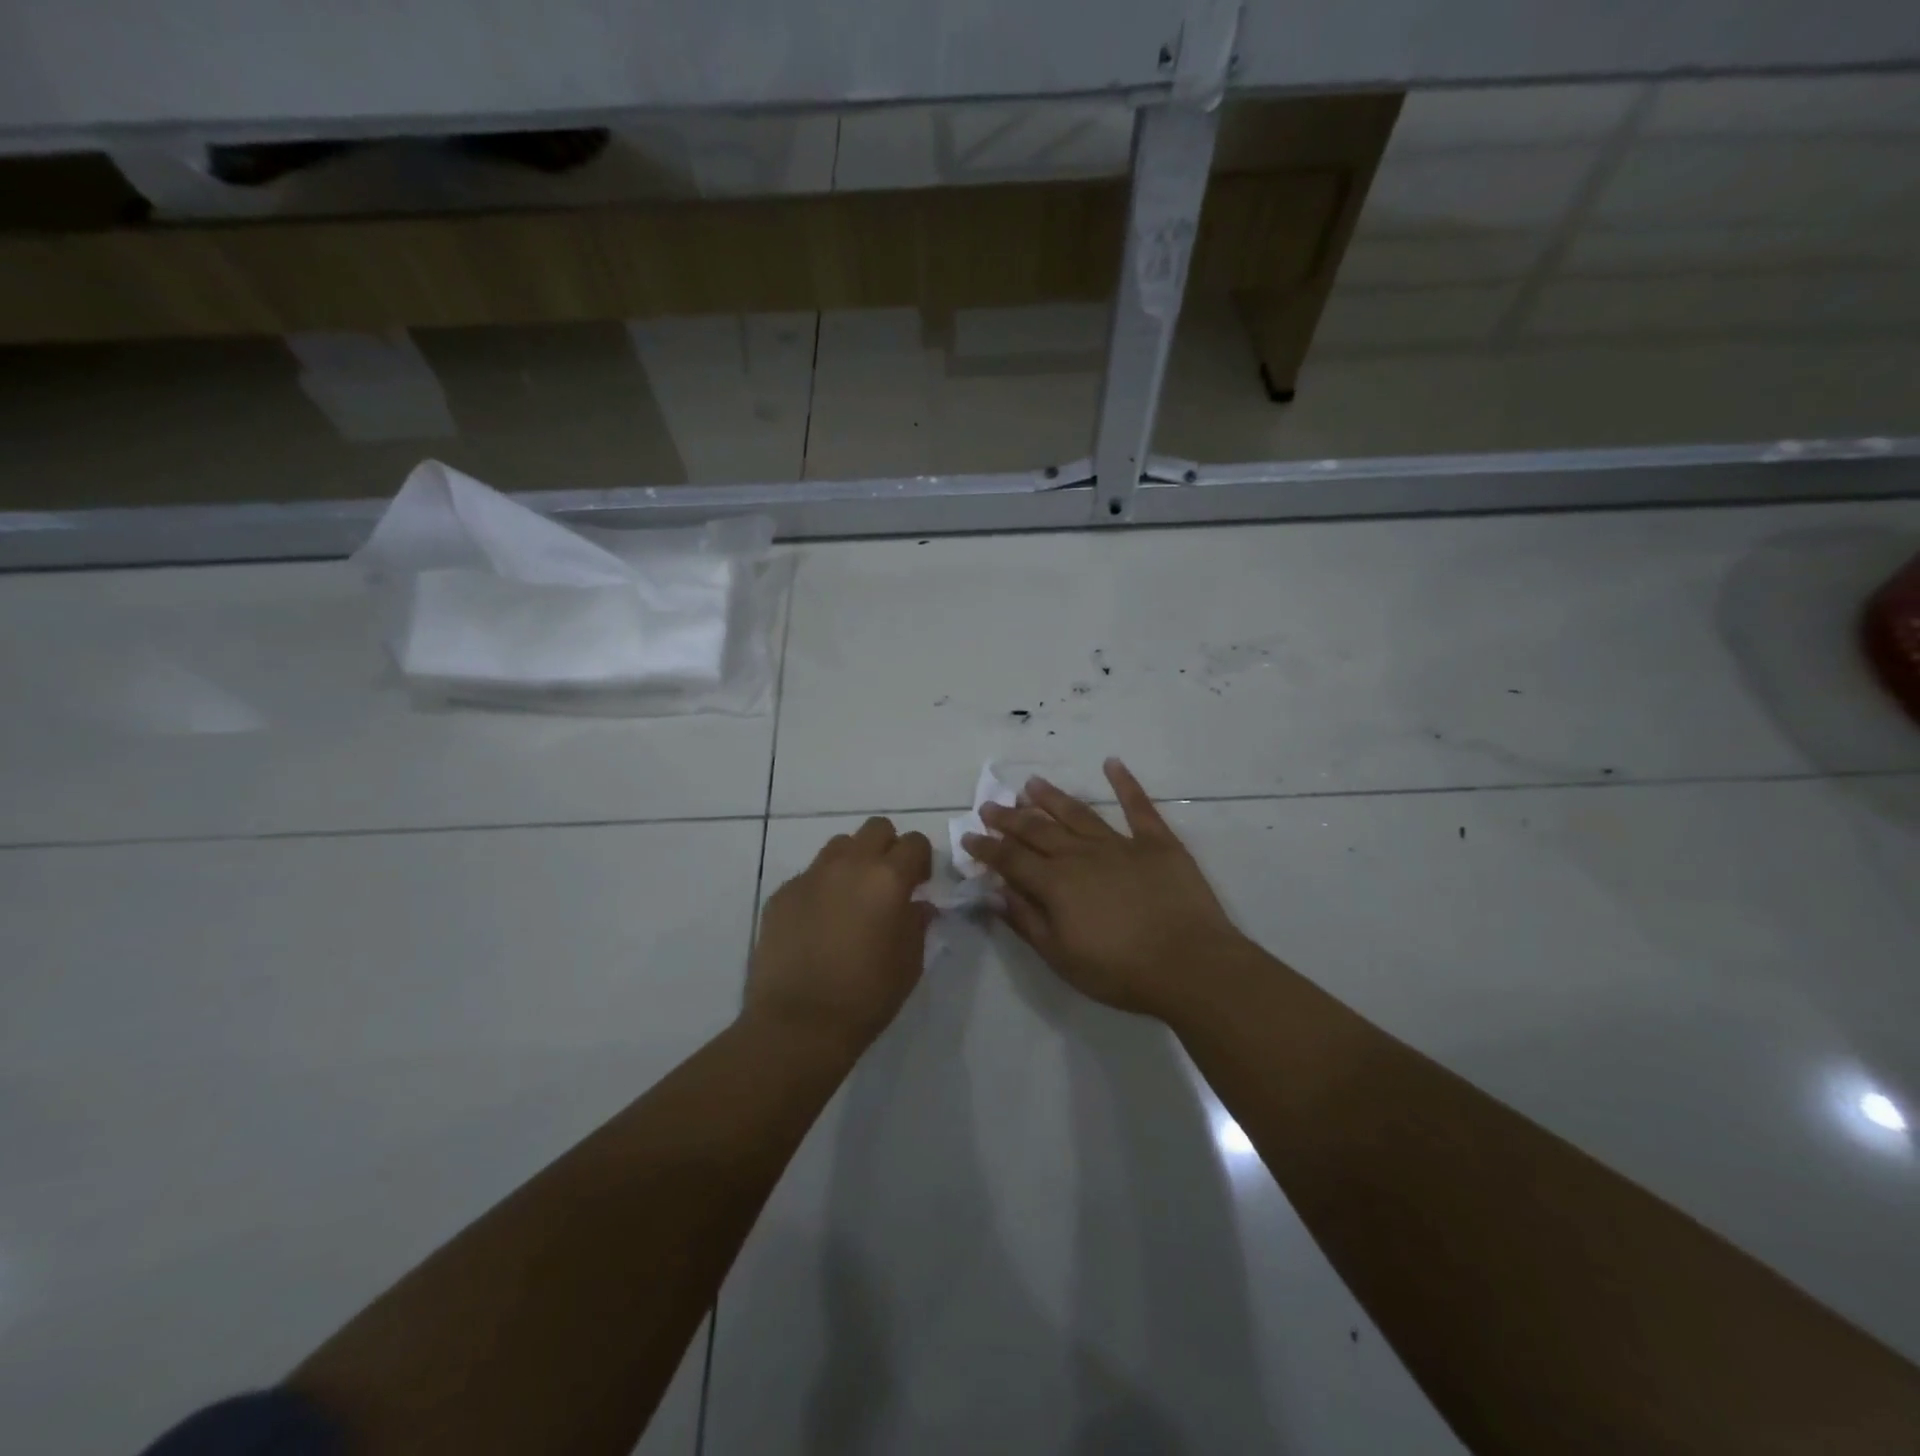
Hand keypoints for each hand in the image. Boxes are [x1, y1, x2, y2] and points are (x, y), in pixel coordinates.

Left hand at [747, 817, 933, 1053]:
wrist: (799, 1023)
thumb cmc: (867, 995)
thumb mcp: (910, 962)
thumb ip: (917, 923)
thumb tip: (917, 905)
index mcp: (888, 878)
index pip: (914, 842)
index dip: (921, 860)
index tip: (919, 885)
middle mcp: (849, 865)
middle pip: (876, 828)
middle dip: (888, 848)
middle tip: (887, 883)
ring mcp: (811, 876)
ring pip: (839, 846)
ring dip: (853, 861)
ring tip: (851, 898)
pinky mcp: (782, 893)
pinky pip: (809, 875)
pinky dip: (821, 888)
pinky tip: (819, 922)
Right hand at [963, 759, 1244, 1020]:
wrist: (1190, 965)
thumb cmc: (1119, 970)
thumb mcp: (1061, 957)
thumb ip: (1026, 920)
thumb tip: (996, 891)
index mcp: (1055, 883)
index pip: (1011, 859)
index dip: (987, 848)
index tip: (969, 836)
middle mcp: (1081, 855)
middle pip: (1039, 830)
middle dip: (1011, 818)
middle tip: (991, 805)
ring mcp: (1120, 844)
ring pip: (1078, 813)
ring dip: (1052, 798)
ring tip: (1031, 783)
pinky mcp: (1157, 843)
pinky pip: (1138, 807)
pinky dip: (1125, 783)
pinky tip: (1112, 763)